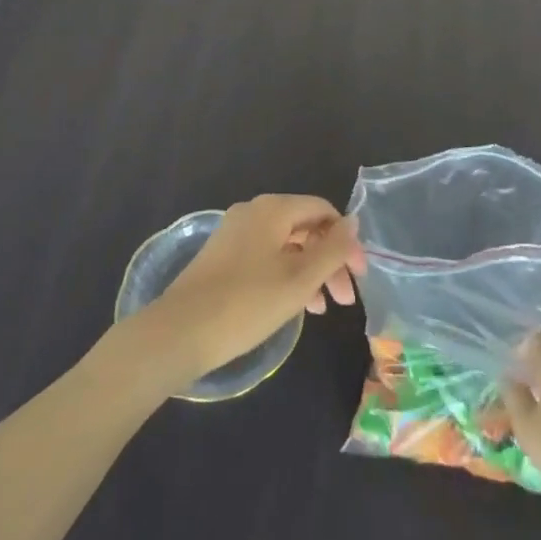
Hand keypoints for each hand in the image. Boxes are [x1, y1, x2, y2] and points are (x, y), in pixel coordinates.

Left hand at [138, 195, 365, 387]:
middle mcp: (254, 211)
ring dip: (310, 272)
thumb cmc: (247, 303)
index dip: (346, 241)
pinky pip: (267, 256)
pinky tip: (293, 306)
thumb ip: (332, 249)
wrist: (180, 331)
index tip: (359, 277)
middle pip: (305, 227)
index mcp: (273, 208)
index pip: (323, 210)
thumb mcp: (299, 279)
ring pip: (286, 245)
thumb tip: (353, 221)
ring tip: (321, 310)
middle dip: (330, 261)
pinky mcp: (224, 255)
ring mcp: (235, 233)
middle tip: (345, 300)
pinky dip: (286, 276)